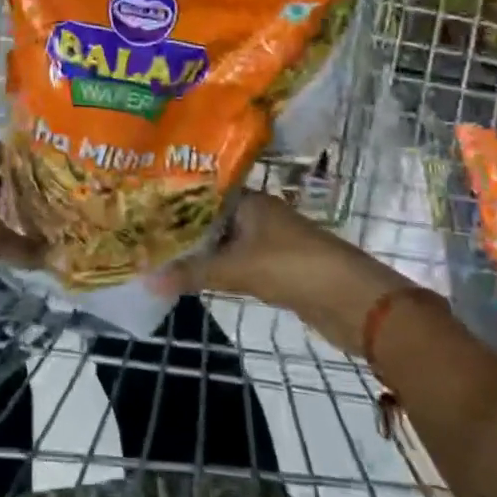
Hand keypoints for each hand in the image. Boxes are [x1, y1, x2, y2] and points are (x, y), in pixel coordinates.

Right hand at [166, 192, 410, 346]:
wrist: (355, 303)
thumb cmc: (294, 268)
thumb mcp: (238, 269)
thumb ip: (192, 273)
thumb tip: (145, 279)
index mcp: (250, 202)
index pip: (203, 193)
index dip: (173, 200)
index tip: (142, 207)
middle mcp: (258, 216)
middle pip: (211, 219)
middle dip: (181, 229)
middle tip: (140, 234)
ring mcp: (268, 242)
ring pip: (223, 243)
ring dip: (198, 251)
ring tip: (157, 254)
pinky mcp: (275, 269)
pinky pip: (236, 263)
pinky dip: (216, 269)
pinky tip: (191, 276)